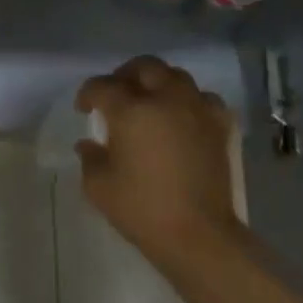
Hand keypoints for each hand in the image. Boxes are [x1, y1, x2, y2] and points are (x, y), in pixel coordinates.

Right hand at [76, 56, 239, 261]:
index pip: (103, 86)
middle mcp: (166, 99)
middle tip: (116, 93)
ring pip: (176, 76)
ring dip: (159, 82)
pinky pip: (204, 99)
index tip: (84, 108)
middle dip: (125, 75)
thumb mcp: (99, 187)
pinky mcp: (219, 126)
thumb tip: (89, 144)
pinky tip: (183, 115)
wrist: (198, 235)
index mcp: (131, 111)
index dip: (88, 94)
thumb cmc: (142, 209)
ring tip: (150, 100)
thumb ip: (90, 158)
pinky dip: (191, 100)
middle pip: (144, 67)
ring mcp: (196, 110)